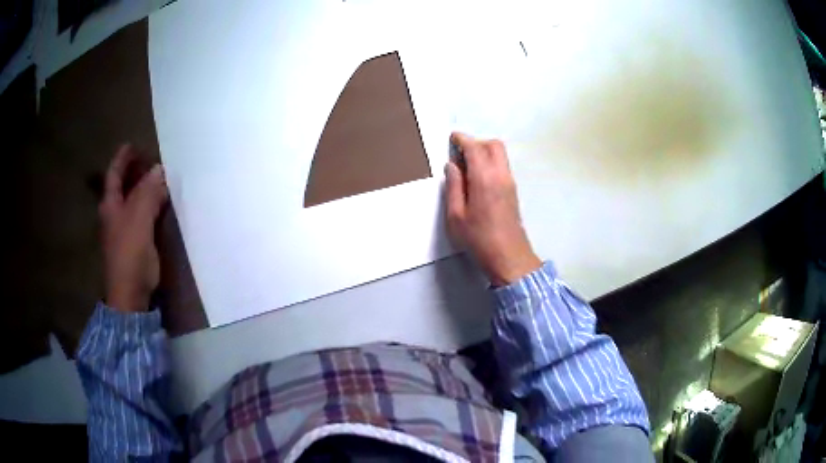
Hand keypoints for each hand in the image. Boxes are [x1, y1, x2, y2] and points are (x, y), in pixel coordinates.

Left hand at [99, 145, 168, 311]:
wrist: (130, 295)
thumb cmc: (130, 254)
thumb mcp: (139, 219)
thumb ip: (148, 193)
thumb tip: (159, 170)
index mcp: (110, 206)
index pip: (114, 175)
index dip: (122, 159)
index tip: (132, 144)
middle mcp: (114, 215)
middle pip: (122, 187)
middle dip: (133, 172)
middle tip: (149, 160)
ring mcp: (122, 231)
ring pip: (132, 202)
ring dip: (143, 188)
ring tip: (157, 178)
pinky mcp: (133, 244)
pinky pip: (141, 216)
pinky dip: (149, 206)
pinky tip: (159, 205)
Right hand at [445, 132, 540, 285]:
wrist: (509, 258)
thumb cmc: (479, 239)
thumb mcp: (456, 216)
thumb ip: (453, 186)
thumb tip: (452, 166)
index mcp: (484, 179)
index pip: (475, 148)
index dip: (462, 139)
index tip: (452, 139)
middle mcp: (501, 176)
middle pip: (493, 145)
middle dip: (476, 143)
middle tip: (460, 154)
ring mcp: (510, 183)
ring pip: (500, 155)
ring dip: (484, 152)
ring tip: (466, 167)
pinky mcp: (513, 191)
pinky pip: (502, 166)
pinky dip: (490, 163)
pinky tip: (477, 179)